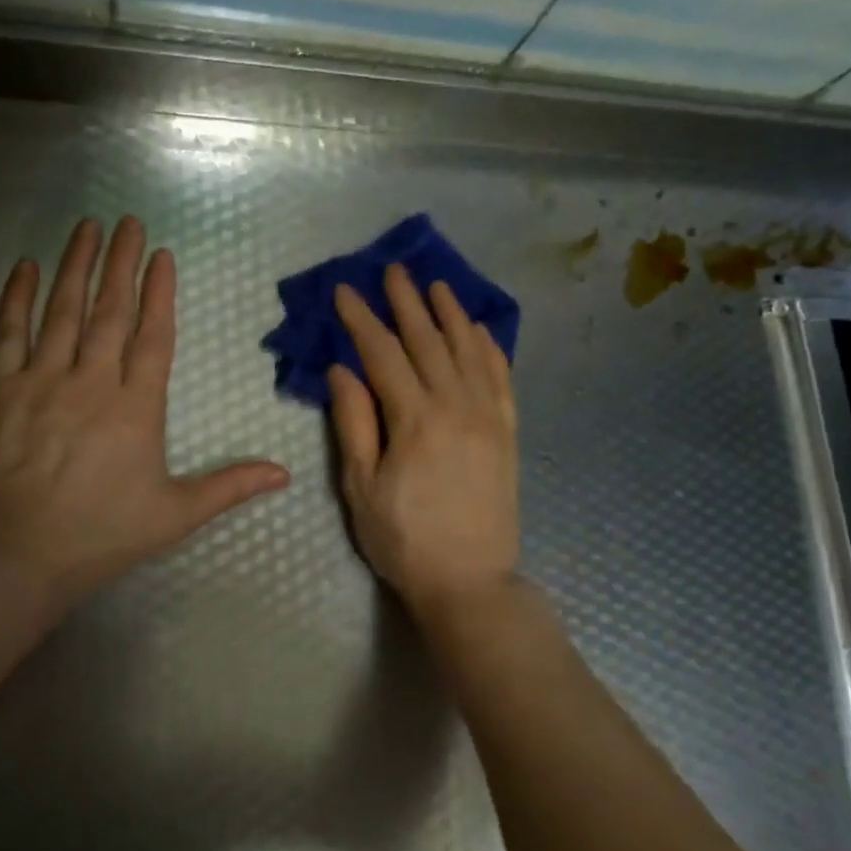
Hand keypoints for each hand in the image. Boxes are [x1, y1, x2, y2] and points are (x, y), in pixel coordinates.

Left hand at [0, 217, 288, 607]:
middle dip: (121, 262)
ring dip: (76, 265)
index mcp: (136, 406)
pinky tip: (26, 266)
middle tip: (128, 221)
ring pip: (62, 310)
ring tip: (87, 227)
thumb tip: (284, 474)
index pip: (153, 336)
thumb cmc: (101, 534)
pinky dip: (17, 297)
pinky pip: (9, 332)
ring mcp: (41, 380)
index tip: (161, 255)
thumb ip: (229, 486)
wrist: (14, 553)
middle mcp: (91, 381)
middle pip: (110, 310)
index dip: (159, 293)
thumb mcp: (175, 515)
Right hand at [328, 265, 519, 623]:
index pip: (382, 354)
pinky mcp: (507, 432)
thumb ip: (354, 424)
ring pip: (468, 351)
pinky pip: (501, 378)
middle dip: (407, 303)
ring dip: (451, 315)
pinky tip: (480, 330)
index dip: (361, 319)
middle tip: (393, 270)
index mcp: (414, 420)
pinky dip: (490, 348)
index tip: (345, 291)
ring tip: (437, 286)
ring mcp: (488, 417)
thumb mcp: (361, 488)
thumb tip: (342, 370)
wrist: (470, 581)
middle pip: (427, 342)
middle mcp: (456, 406)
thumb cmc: (404, 540)